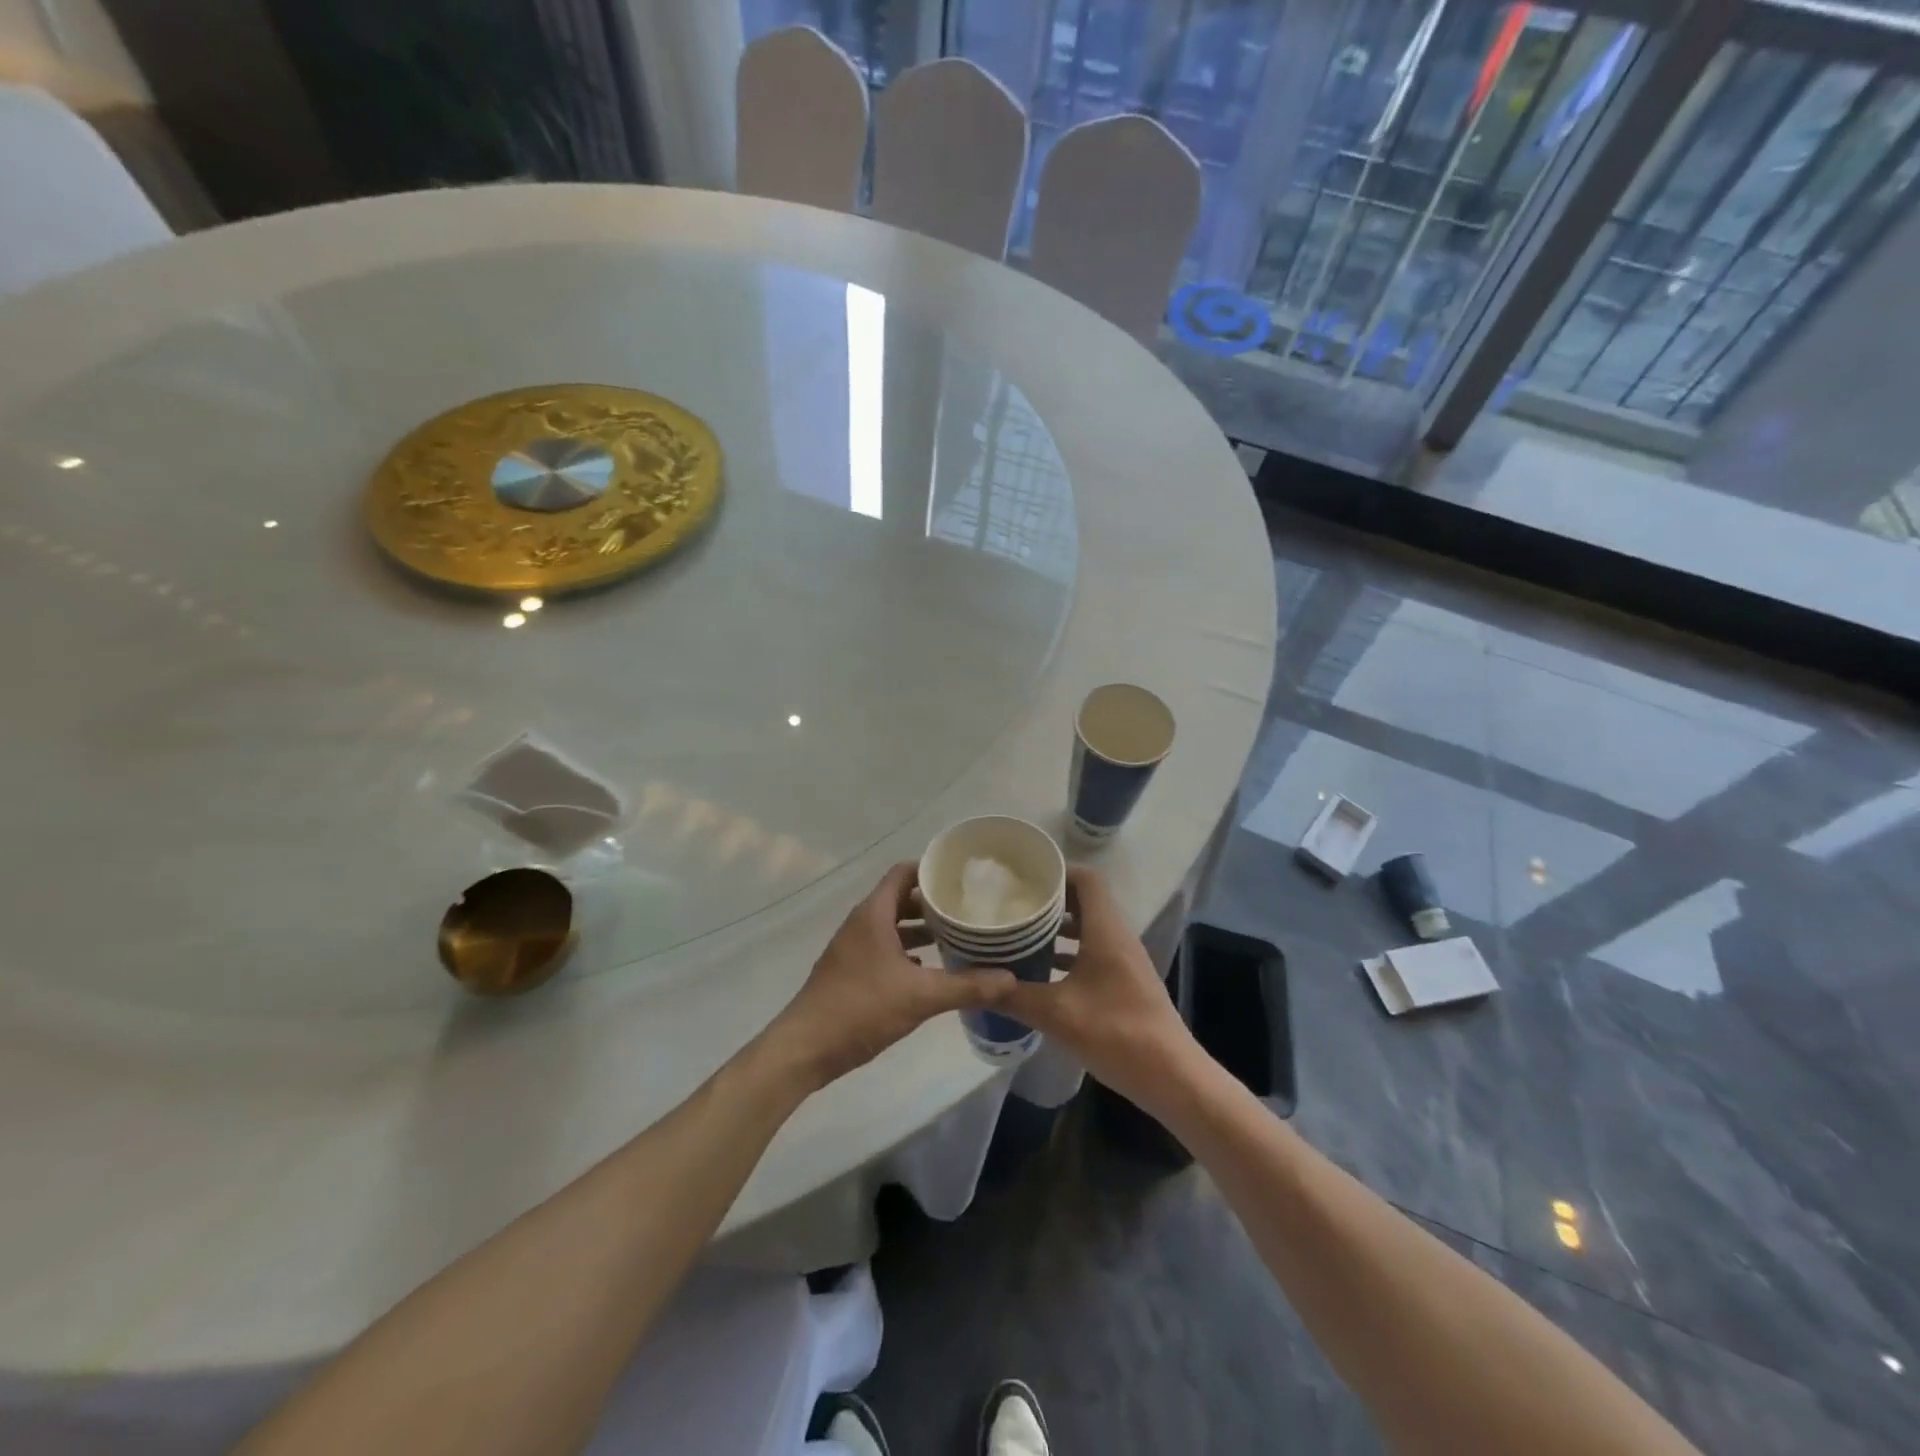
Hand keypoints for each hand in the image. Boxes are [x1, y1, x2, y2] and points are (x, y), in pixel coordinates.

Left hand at [762, 863, 1014, 1090]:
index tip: (963, 876)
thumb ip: (966, 986)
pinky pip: (885, 949)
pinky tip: (932, 969)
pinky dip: (908, 953)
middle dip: (933, 902)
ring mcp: (854, 948)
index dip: (931, 869)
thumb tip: (1010, 979)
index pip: (903, 872)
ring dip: (921, 930)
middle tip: (969, 908)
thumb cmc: (860, 1008)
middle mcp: (862, 923)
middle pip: (901, 899)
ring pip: (893, 927)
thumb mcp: (920, 997)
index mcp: (874, 914)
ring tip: (958, 937)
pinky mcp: (852, 972)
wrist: (805, 1048)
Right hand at [999, 866, 1200, 1112]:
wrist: (1172, 1078)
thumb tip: (971, 985)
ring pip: (1088, 928)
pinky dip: (1068, 953)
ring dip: (1057, 928)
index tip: (1023, 878)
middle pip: (1084, 901)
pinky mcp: (1124, 983)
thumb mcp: (1057, 1014)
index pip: (1086, 879)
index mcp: (1106, 931)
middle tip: (1012, 904)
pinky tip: (1042, 972)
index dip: (1057, 872)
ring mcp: (1124, 961)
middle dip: (1049, 900)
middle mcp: (1118, 937)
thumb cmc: (1117, 1034)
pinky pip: (1093, 952)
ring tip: (1019, 933)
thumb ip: (1013, 996)